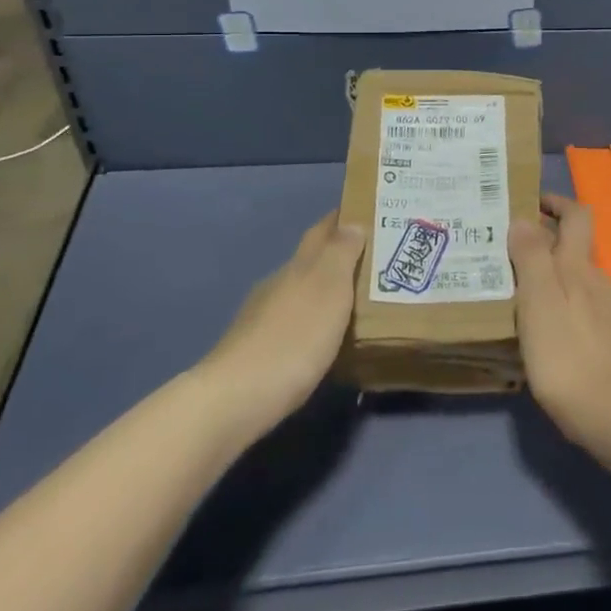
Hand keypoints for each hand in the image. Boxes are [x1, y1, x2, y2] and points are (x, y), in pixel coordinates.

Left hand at [202, 212, 362, 434]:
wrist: (237, 399)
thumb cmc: (294, 337)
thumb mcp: (329, 289)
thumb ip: (341, 254)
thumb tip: (351, 222)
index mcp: (298, 266)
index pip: (321, 231)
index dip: (341, 219)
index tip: (365, 211)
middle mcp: (278, 284)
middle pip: (310, 260)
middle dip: (337, 255)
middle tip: (373, 259)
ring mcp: (262, 318)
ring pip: (300, 293)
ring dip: (325, 292)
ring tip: (356, 301)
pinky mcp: (256, 351)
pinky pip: (293, 323)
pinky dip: (312, 322)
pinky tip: (324, 339)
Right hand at [511, 194, 610, 449]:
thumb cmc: (569, 354)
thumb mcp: (540, 301)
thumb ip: (532, 257)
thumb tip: (524, 218)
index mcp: (579, 266)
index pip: (576, 216)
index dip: (556, 203)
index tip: (528, 203)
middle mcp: (597, 281)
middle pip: (572, 248)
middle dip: (541, 243)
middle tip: (502, 253)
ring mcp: (607, 313)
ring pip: (573, 281)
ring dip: (546, 278)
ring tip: (511, 292)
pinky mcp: (608, 343)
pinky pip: (578, 310)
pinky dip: (557, 307)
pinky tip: (538, 330)